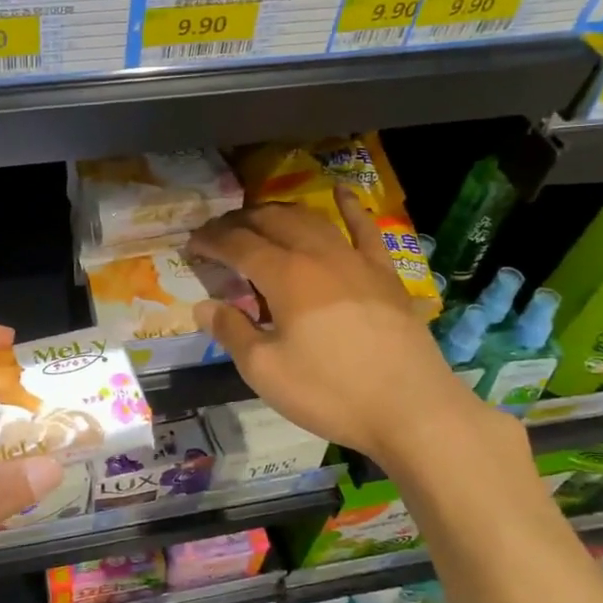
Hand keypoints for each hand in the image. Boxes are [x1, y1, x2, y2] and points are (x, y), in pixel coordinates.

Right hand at [187, 189, 502, 467]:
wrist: (411, 409)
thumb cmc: (330, 392)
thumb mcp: (265, 370)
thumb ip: (231, 332)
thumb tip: (203, 306)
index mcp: (286, 276)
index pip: (238, 245)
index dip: (211, 241)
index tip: (191, 244)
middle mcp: (319, 255)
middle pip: (272, 222)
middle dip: (240, 222)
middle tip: (220, 233)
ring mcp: (356, 260)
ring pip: (311, 219)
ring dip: (280, 213)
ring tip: (260, 218)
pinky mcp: (384, 273)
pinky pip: (365, 229)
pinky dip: (349, 207)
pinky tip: (340, 193)